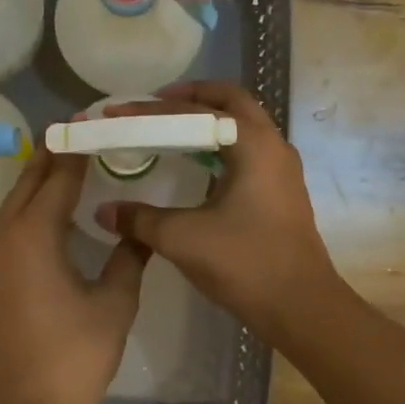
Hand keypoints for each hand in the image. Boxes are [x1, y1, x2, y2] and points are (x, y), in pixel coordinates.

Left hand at [0, 148, 148, 403]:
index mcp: (33, 235)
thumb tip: (139, 230)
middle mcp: (3, 237)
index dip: (77, 147)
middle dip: (54, 155)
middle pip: (28, 182)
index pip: (58, 176)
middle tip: (85, 131)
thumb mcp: (114, 303)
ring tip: (75, 164)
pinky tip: (57, 214)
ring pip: (15, 204)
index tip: (94, 119)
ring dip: (41, 182)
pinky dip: (31, 209)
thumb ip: (128, 257)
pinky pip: (9, 227)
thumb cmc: (74, 357)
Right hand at [97, 82, 342, 339]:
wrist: (301, 307)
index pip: (196, 112)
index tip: (119, 111)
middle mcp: (273, 146)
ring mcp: (282, 169)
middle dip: (192, 96)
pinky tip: (196, 166)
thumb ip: (140, 219)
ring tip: (172, 129)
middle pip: (231, 101)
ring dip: (209, 120)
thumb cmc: (245, 263)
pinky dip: (220, 145)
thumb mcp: (183, 238)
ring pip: (244, 125)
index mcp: (252, 144)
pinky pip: (249, 150)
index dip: (152, 110)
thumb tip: (104, 211)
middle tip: (154, 104)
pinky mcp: (282, 191)